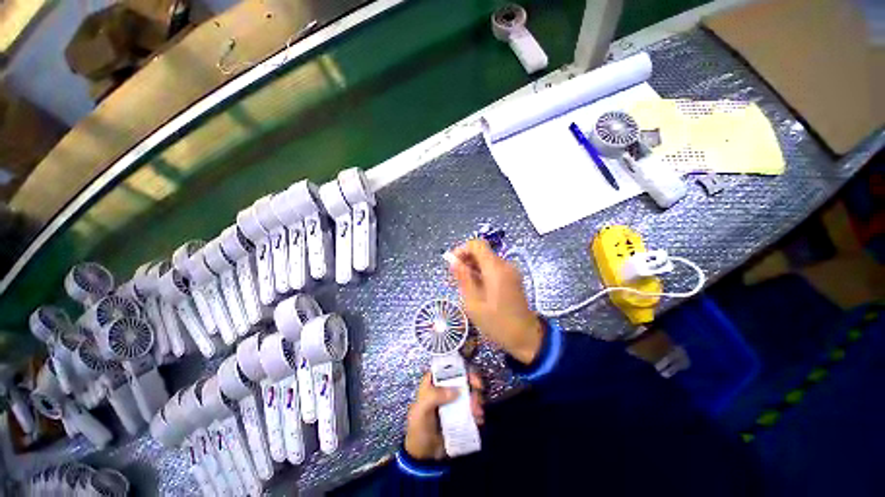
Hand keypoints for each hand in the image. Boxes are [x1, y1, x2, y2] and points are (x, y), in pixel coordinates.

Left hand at [404, 372, 483, 459]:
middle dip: (473, 385)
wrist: (424, 456)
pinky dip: (478, 411)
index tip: (471, 378)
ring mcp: (454, 400)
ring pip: (470, 391)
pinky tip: (478, 420)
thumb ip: (434, 396)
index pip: (448, 367)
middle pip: (463, 377)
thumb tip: (456, 390)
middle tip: (477, 396)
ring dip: (477, 399)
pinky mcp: (461, 413)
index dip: (461, 368)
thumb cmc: (419, 428)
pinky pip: (473, 407)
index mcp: (433, 382)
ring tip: (477, 413)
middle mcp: (445, 387)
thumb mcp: (421, 411)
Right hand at [450, 239, 543, 363]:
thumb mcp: (474, 303)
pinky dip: (482, 273)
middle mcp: (505, 265)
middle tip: (454, 278)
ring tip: (463, 285)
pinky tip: (476, 288)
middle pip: (482, 252)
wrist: (526, 337)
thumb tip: (453, 261)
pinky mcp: (513, 278)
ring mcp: (511, 271)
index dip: (462, 249)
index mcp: (495, 269)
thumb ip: (463, 279)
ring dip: (473, 267)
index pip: (477, 244)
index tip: (452, 263)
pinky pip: (494, 268)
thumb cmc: (497, 323)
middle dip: (466, 260)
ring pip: (487, 260)